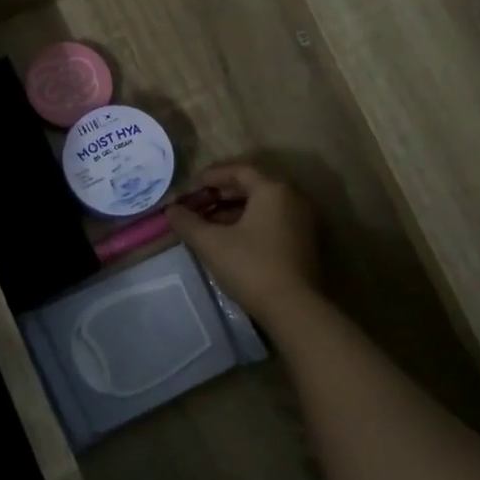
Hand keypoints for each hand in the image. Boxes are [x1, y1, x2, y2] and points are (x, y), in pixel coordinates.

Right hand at [166, 162, 320, 322]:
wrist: (293, 308)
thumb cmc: (250, 266)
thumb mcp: (210, 243)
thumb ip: (187, 222)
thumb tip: (171, 210)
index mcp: (273, 190)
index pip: (239, 171)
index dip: (212, 176)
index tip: (191, 186)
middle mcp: (294, 198)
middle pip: (253, 187)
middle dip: (222, 194)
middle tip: (198, 204)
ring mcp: (305, 221)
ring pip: (264, 206)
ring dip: (236, 211)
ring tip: (210, 224)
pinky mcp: (307, 243)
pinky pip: (275, 222)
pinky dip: (252, 224)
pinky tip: (233, 240)